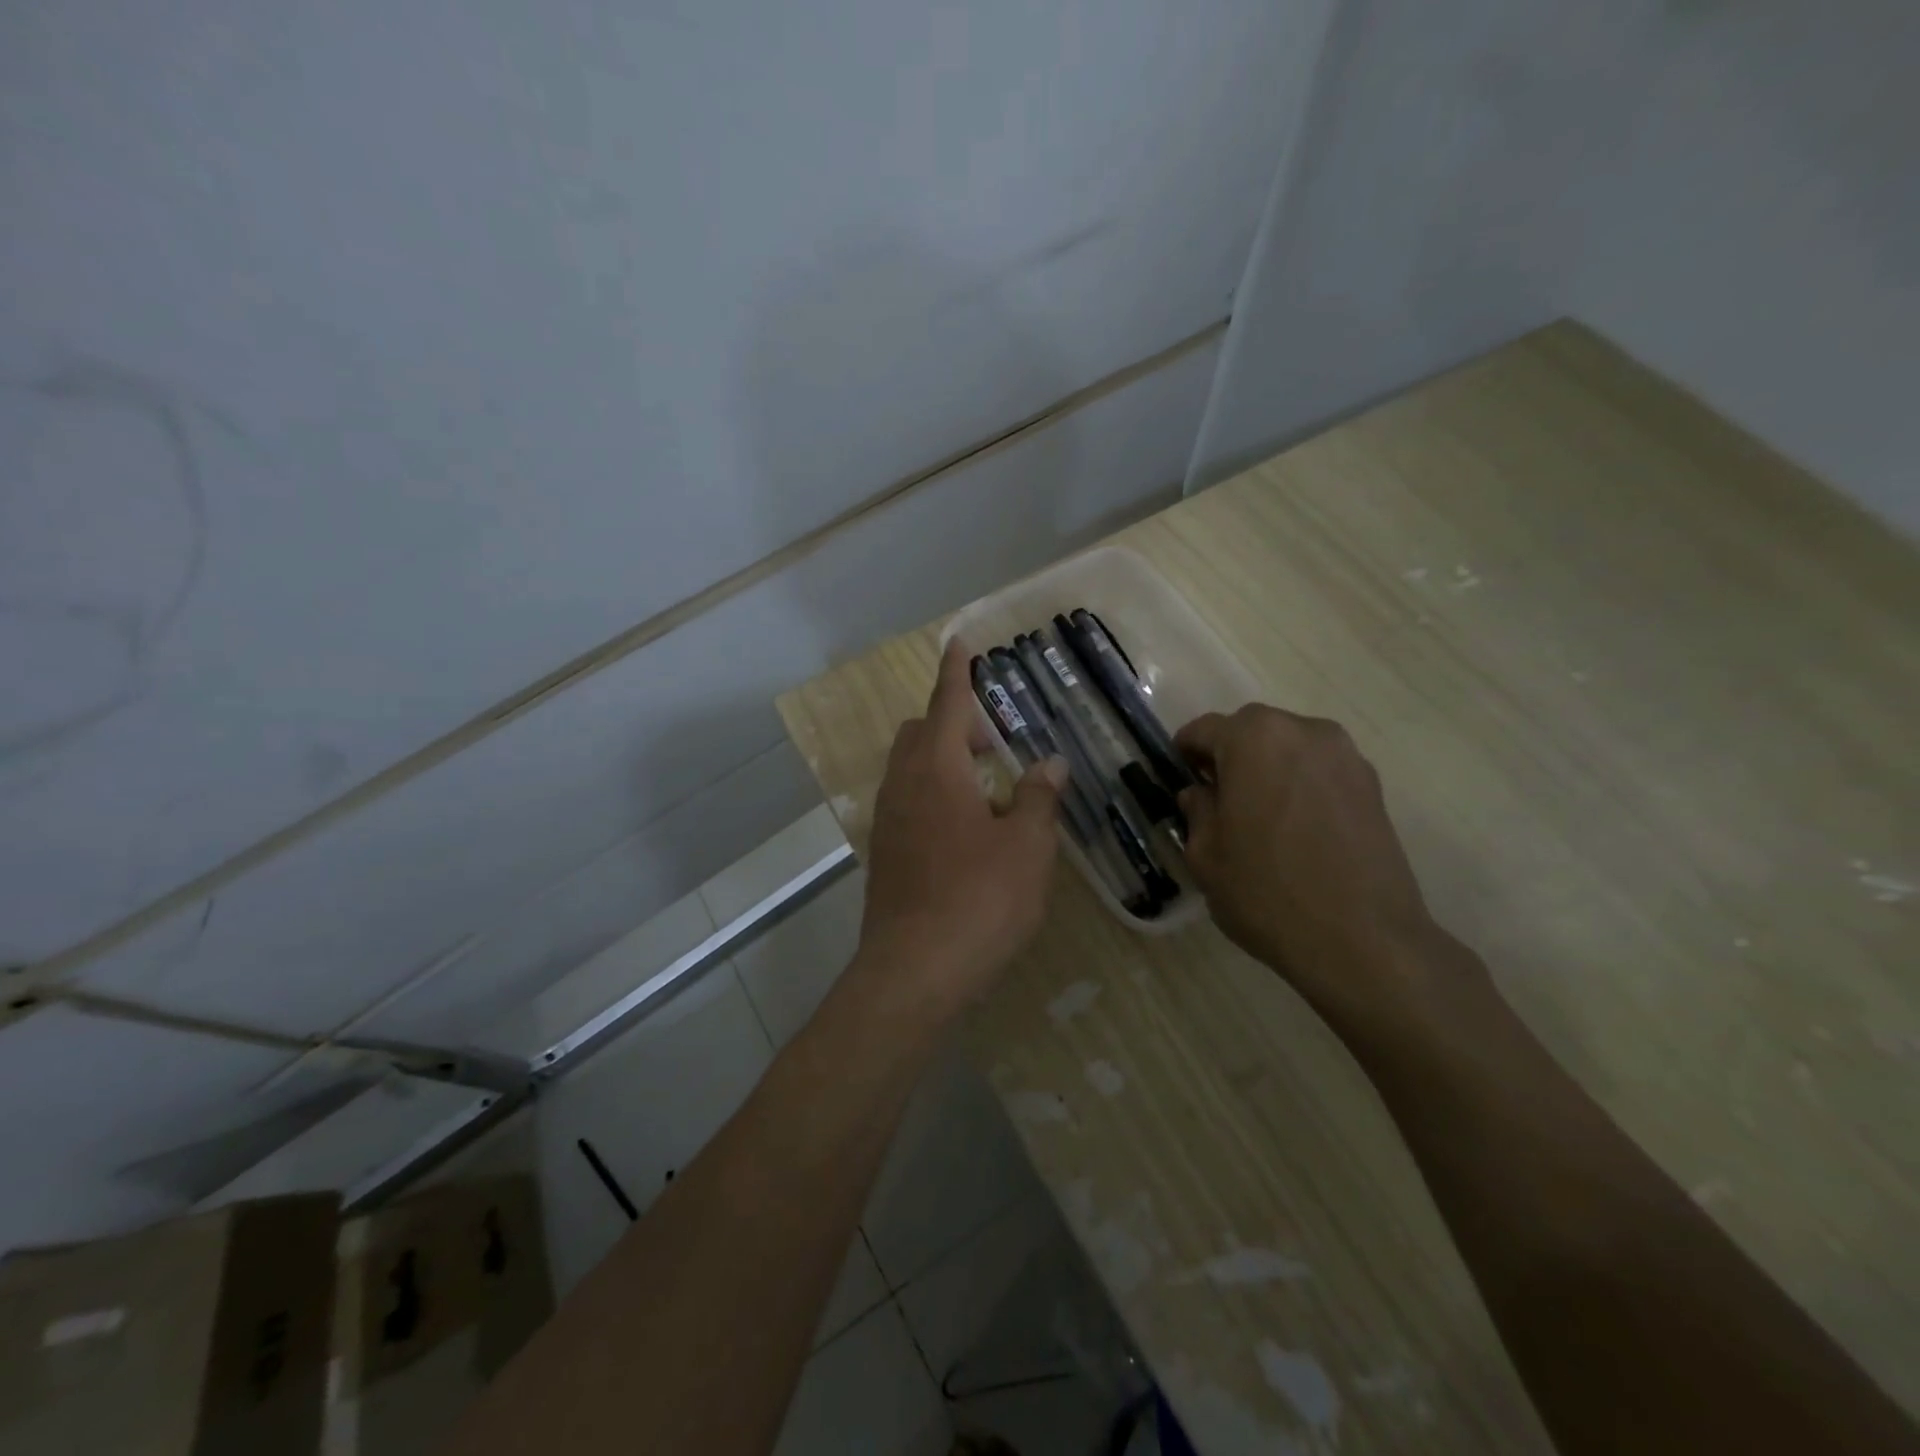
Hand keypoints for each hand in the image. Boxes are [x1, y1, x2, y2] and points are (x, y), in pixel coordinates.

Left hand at [856, 641, 1067, 1014]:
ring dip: (944, 760)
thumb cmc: (980, 900)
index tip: (957, 641)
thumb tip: (1050, 763)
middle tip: (996, 742)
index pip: (948, 703)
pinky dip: (933, 793)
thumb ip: (1039, 798)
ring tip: (987, 788)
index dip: (956, 671)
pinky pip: (907, 800)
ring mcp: (888, 820)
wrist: (914, 971)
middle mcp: (904, 784)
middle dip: (954, 722)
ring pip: (910, 767)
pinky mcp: (884, 852)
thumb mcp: (1027, 847)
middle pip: (922, 732)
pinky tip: (964, 830)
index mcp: (938, 769)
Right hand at [1175, 706, 1443, 1017]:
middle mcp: (1302, 732)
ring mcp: (1345, 756)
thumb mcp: (1206, 855)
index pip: (1204, 730)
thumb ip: (1197, 811)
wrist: (1362, 940)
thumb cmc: (1267, 892)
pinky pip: (1320, 771)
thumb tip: (1200, 794)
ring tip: (1261, 816)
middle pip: (1251, 731)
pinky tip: (1297, 829)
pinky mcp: (1373, 785)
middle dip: (1229, 756)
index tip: (1180, 780)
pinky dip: (1301, 785)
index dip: (1185, 753)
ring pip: (1289, 747)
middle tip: (1219, 799)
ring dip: (1268, 768)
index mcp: (1253, 739)